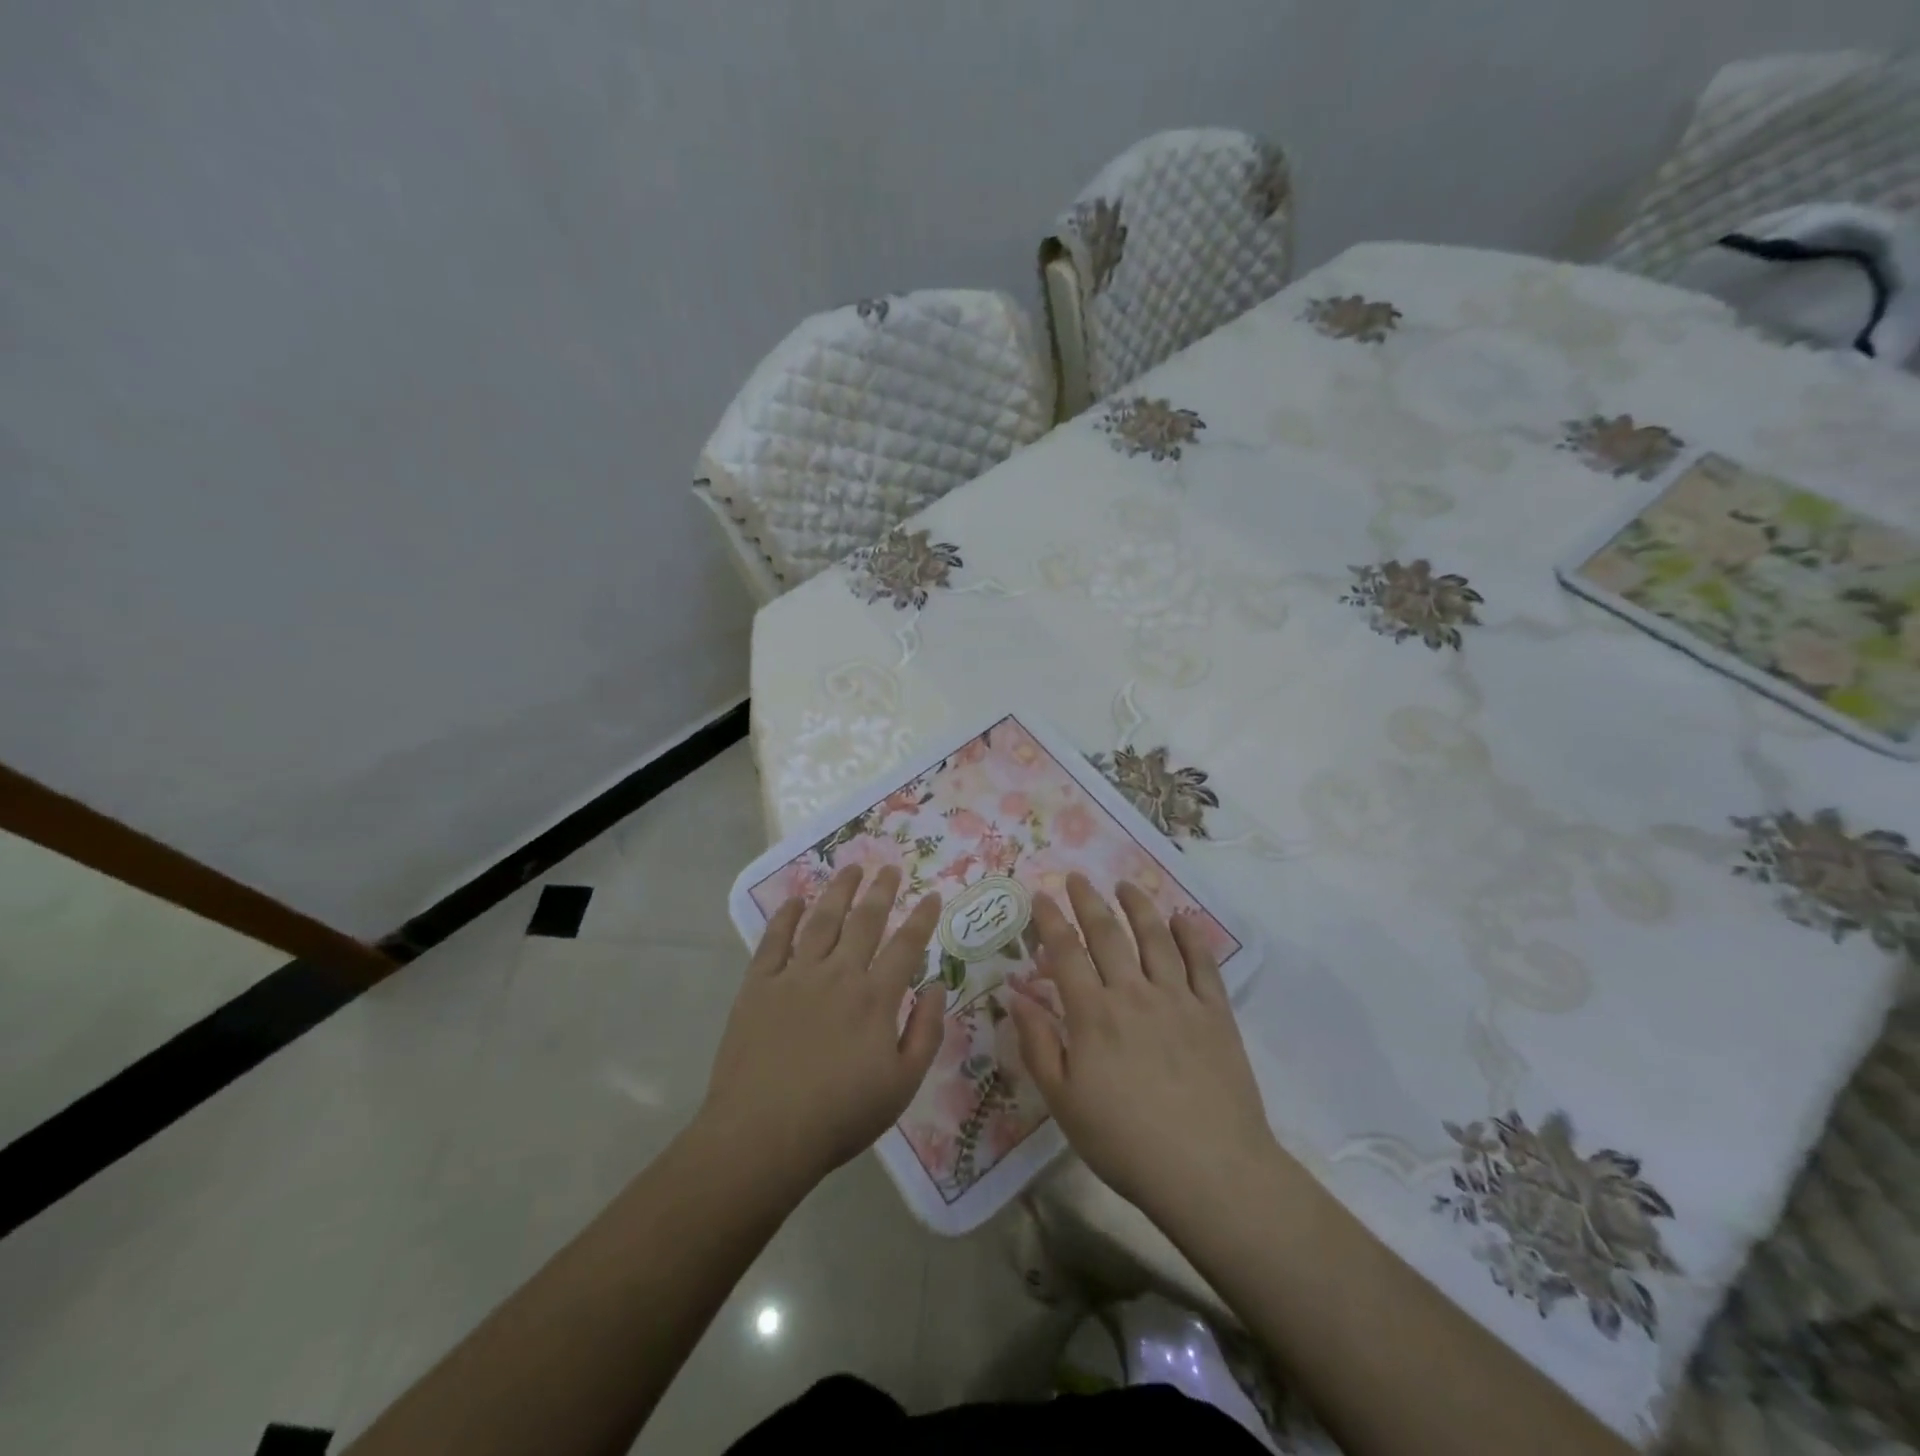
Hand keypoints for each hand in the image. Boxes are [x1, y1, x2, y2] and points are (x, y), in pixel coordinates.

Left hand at [698, 865, 944, 1189]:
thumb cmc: (840, 1116)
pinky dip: (785, 917)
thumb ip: (925, 1032)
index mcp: (875, 997)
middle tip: (890, 867)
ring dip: (839, 891)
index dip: (922, 918)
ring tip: (851, 867)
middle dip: (881, 891)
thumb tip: (936, 986)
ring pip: (822, 920)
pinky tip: (795, 900)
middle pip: (864, 921)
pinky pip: (773, 940)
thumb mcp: (902, 1085)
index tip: (932, 895)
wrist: (763, 1135)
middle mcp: (838, 974)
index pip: (906, 946)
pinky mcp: (758, 986)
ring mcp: (795, 976)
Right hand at [1008, 874, 1275, 1225]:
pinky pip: (1203, 964)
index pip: (1065, 953)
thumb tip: (1014, 996)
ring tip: (1125, 885)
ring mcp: (1179, 1000)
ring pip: (1155, 938)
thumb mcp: (1064, 1102)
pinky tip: (1182, 919)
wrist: (1209, 1171)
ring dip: (1138, 906)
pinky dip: (1191, 936)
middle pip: (1108, 934)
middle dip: (1088, 901)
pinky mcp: (1216, 1014)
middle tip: (1077, 877)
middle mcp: (1134, 993)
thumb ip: (1038, 1045)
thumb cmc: (1125, 1142)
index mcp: (1093, 1014)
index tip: (1040, 895)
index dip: (1050, 921)